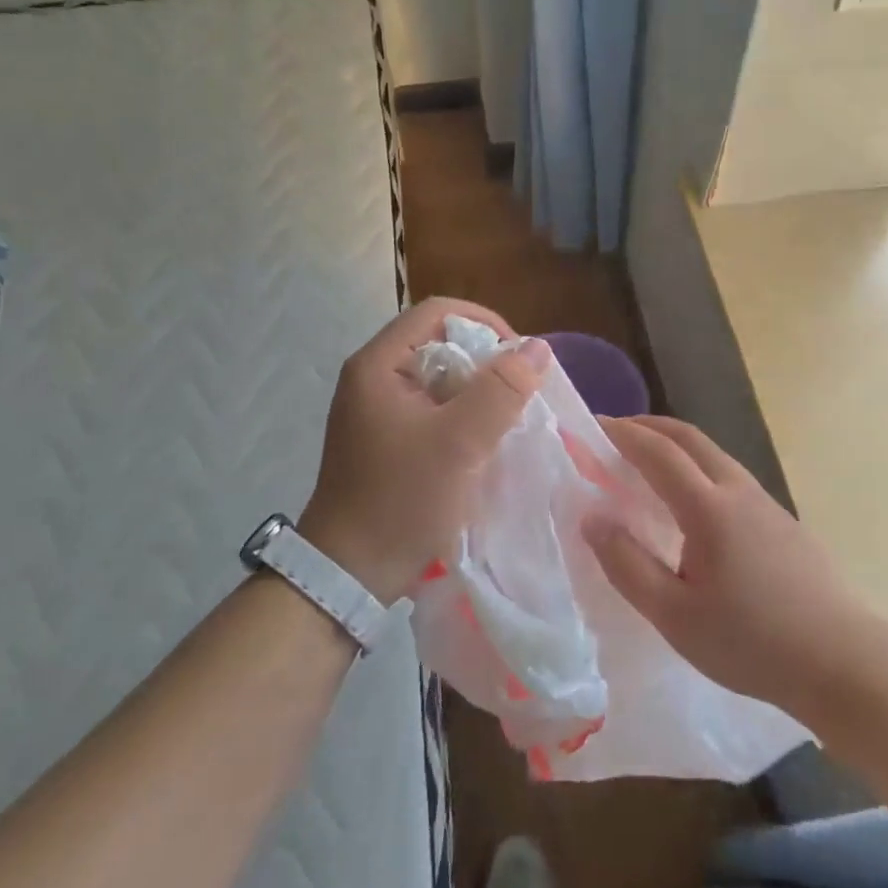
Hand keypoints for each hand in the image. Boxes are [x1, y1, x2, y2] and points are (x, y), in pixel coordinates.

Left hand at [299, 298, 549, 602]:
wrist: (349, 574)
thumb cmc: (401, 500)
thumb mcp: (459, 443)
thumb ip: (500, 391)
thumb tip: (538, 347)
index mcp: (378, 365)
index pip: (437, 312)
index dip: (484, 323)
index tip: (518, 358)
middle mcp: (373, 378)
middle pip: (439, 343)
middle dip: (485, 362)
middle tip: (518, 394)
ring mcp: (378, 410)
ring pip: (440, 378)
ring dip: (477, 393)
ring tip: (507, 420)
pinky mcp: (387, 439)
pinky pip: (433, 409)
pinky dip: (462, 416)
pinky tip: (483, 442)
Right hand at [584, 416, 877, 720]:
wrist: (842, 660)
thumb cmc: (751, 642)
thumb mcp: (674, 615)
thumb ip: (627, 564)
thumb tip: (592, 518)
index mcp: (709, 508)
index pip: (658, 453)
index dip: (623, 435)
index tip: (593, 425)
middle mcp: (738, 491)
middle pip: (690, 438)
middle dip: (650, 426)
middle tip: (616, 432)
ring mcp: (766, 503)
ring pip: (714, 454)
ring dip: (676, 445)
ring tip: (647, 462)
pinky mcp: (782, 521)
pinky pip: (730, 475)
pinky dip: (698, 466)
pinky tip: (692, 502)